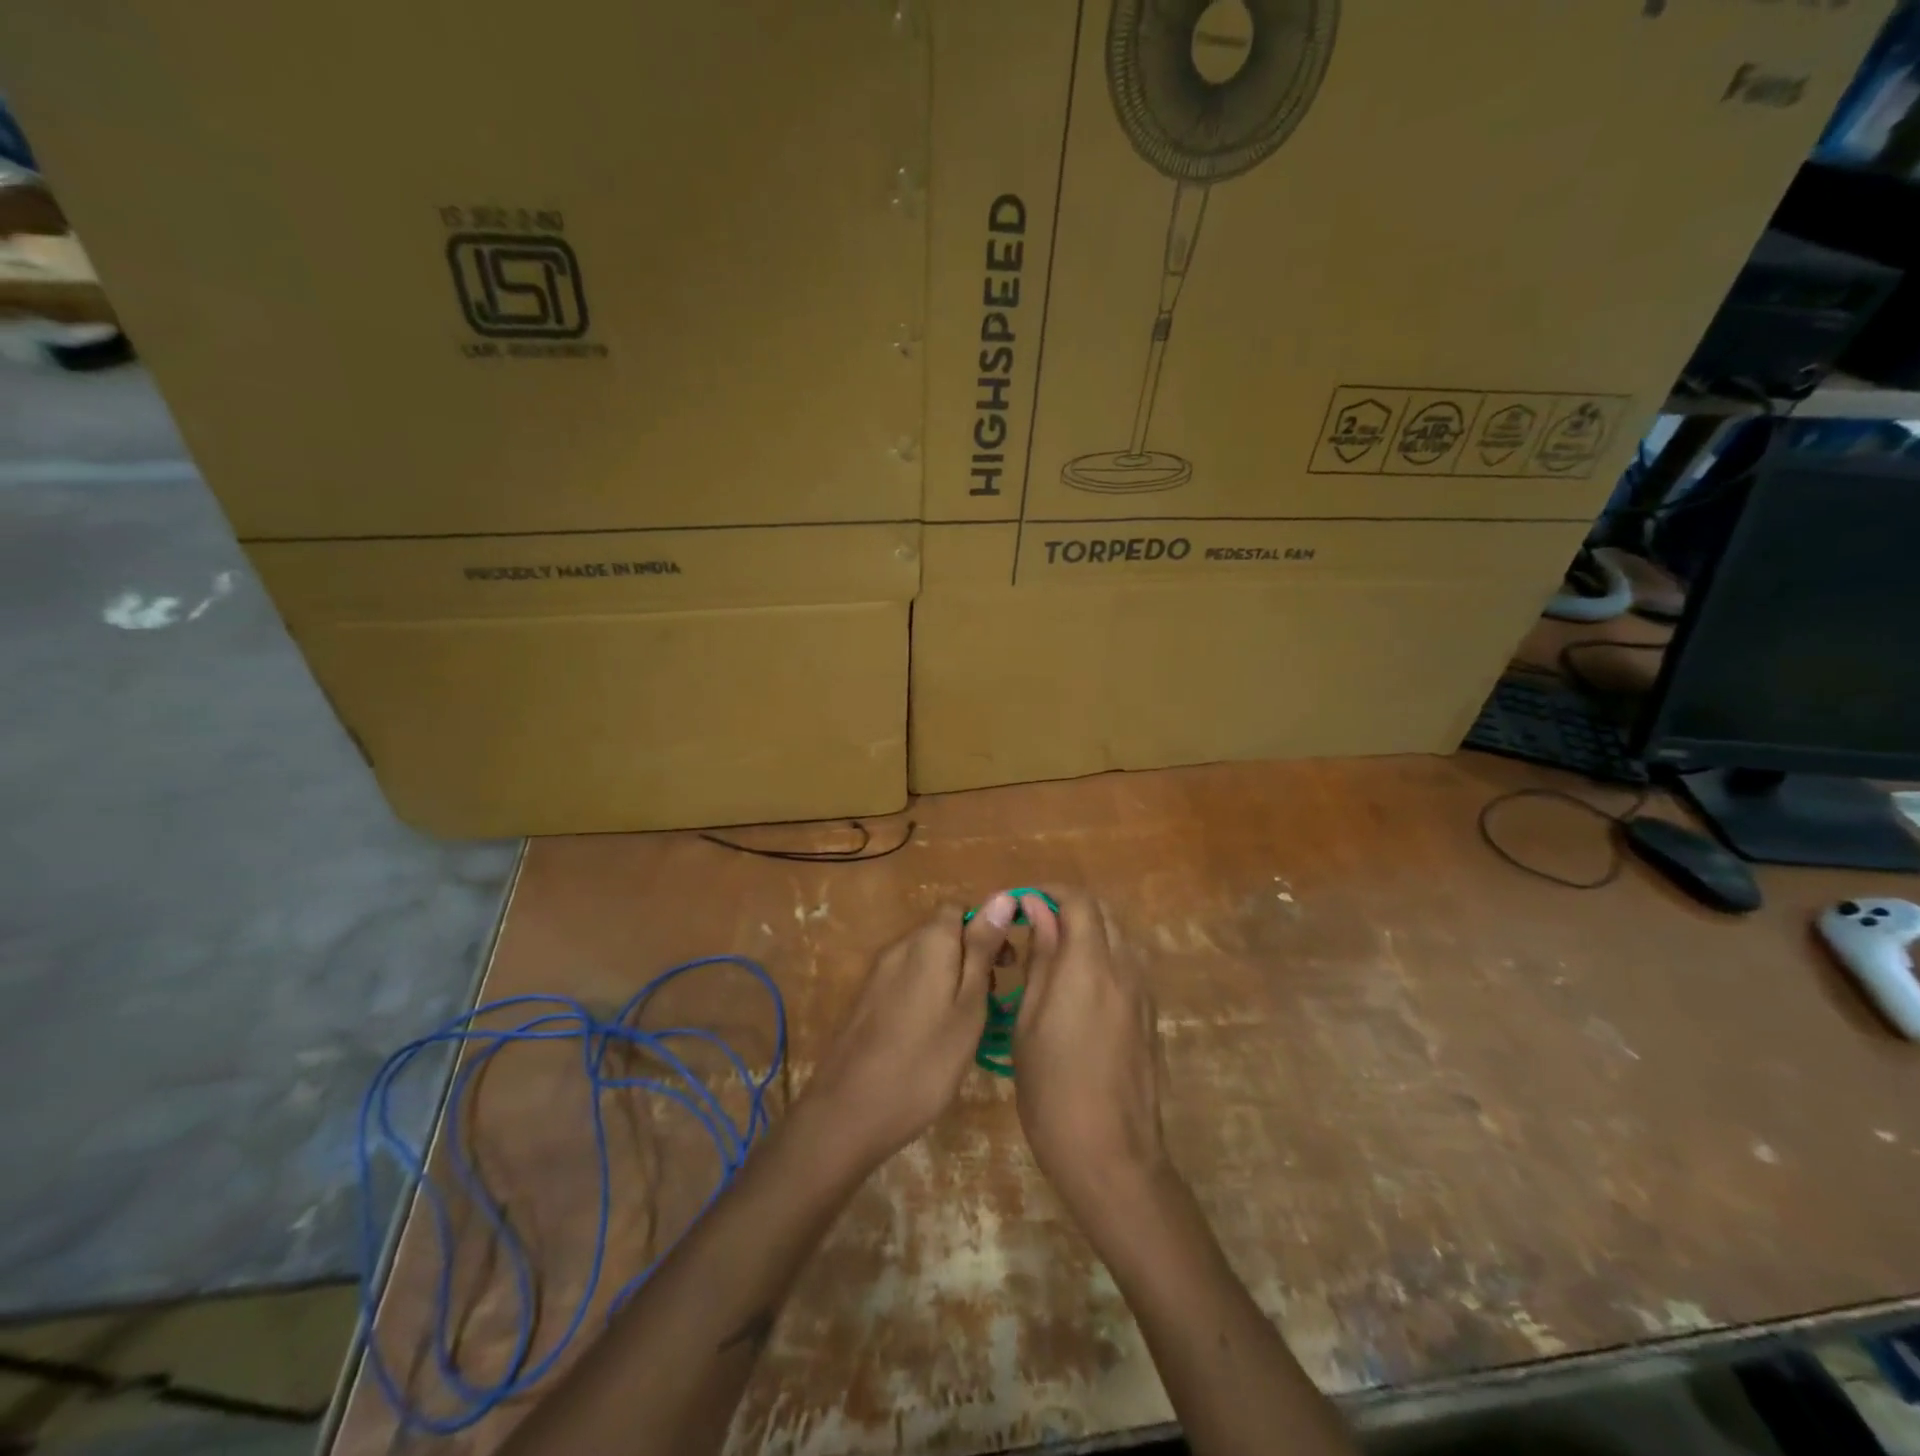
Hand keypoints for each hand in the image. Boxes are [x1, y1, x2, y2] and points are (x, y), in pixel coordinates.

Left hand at [799, 896, 1017, 1166]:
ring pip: (925, 959)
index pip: (960, 908)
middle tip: (993, 998)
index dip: (987, 927)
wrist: (849, 1111)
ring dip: (952, 976)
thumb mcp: (968, 1005)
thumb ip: (982, 949)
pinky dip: (928, 993)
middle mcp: (900, 946)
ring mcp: (878, 974)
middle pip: (942, 932)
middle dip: (972, 954)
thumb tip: (1003, 897)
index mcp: (928, 941)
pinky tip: (935, 1033)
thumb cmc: (925, 1060)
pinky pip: (906, 980)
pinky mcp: (866, 1000)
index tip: (1007, 963)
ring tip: (969, 1021)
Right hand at [1012, 888, 1168, 1215]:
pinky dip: (1102, 957)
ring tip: (1052, 957)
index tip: (1022, 904)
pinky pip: (1127, 966)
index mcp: (1090, 965)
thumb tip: (1037, 909)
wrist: (1111, 1154)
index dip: (1049, 892)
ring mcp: (1143, 992)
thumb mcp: (1029, 1020)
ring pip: (1118, 938)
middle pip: (1103, 914)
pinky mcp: (1150, 1015)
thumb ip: (1040, 958)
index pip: (1079, 901)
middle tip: (1033, 928)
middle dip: (1068, 909)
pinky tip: (1077, 989)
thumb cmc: (1052, 1089)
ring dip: (1087, 933)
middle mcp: (1124, 968)